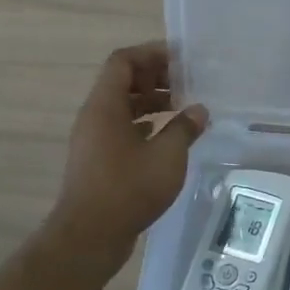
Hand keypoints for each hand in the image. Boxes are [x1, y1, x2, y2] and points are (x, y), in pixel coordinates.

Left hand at [48, 42, 208, 252]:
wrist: (90, 236)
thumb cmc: (128, 188)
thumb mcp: (167, 155)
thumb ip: (185, 127)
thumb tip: (199, 110)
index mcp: (105, 106)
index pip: (123, 61)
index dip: (151, 53)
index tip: (181, 58)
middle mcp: (95, 116)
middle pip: (123, 81)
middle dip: (156, 77)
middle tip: (188, 83)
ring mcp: (94, 139)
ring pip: (123, 107)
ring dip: (152, 102)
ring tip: (184, 108)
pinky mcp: (99, 160)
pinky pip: (122, 128)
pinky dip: (146, 124)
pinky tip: (168, 135)